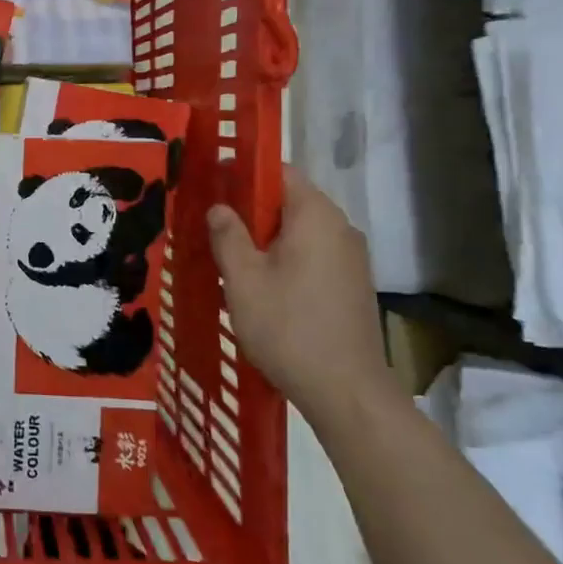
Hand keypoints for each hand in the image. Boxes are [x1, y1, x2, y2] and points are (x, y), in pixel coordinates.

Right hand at [206, 167, 392, 427]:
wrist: (346, 392)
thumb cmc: (288, 327)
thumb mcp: (243, 279)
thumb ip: (228, 235)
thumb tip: (219, 207)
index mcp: (315, 216)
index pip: (279, 171)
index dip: (242, 173)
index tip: (211, 186)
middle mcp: (340, 228)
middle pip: (289, 200)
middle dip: (250, 208)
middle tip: (212, 226)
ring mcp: (351, 257)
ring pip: (299, 230)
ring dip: (265, 236)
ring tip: (229, 257)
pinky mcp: (352, 283)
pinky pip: (312, 253)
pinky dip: (284, 257)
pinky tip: (261, 283)